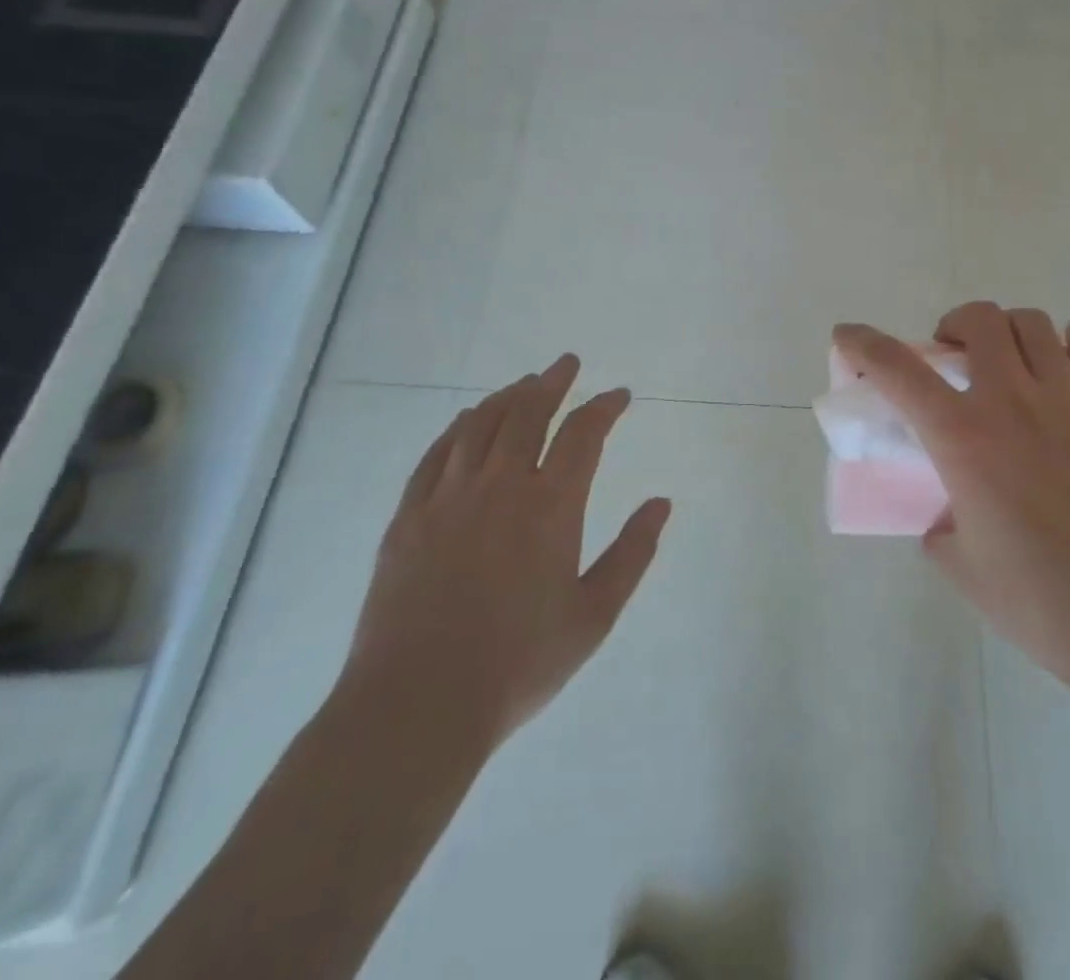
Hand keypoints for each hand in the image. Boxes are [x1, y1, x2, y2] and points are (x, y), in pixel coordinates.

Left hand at [335, 356, 670, 768]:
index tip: (619, 395)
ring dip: (506, 397)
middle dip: (553, 383)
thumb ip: (632, 554)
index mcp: (550, 507)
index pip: (583, 435)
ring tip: (524, 384)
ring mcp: (448, 498)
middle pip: (528, 414)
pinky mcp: (409, 517)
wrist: (417, 705)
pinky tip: (467, 420)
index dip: (604, 407)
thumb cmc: (518, 663)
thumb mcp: (594, 616)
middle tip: (567, 364)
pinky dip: (457, 428)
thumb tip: (661, 503)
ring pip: (480, 426)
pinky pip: (435, 455)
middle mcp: (499, 486)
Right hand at [833, 303, 1069, 694]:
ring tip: (1009, 358)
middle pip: (980, 320)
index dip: (864, 344)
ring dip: (1010, 330)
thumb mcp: (961, 567)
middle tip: (952, 356)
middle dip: (955, 324)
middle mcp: (1014, 402)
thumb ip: (941, 529)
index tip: (847, 335)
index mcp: (963, 437)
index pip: (898, 370)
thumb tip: (949, 517)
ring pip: (1037, 326)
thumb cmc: (1040, 601)